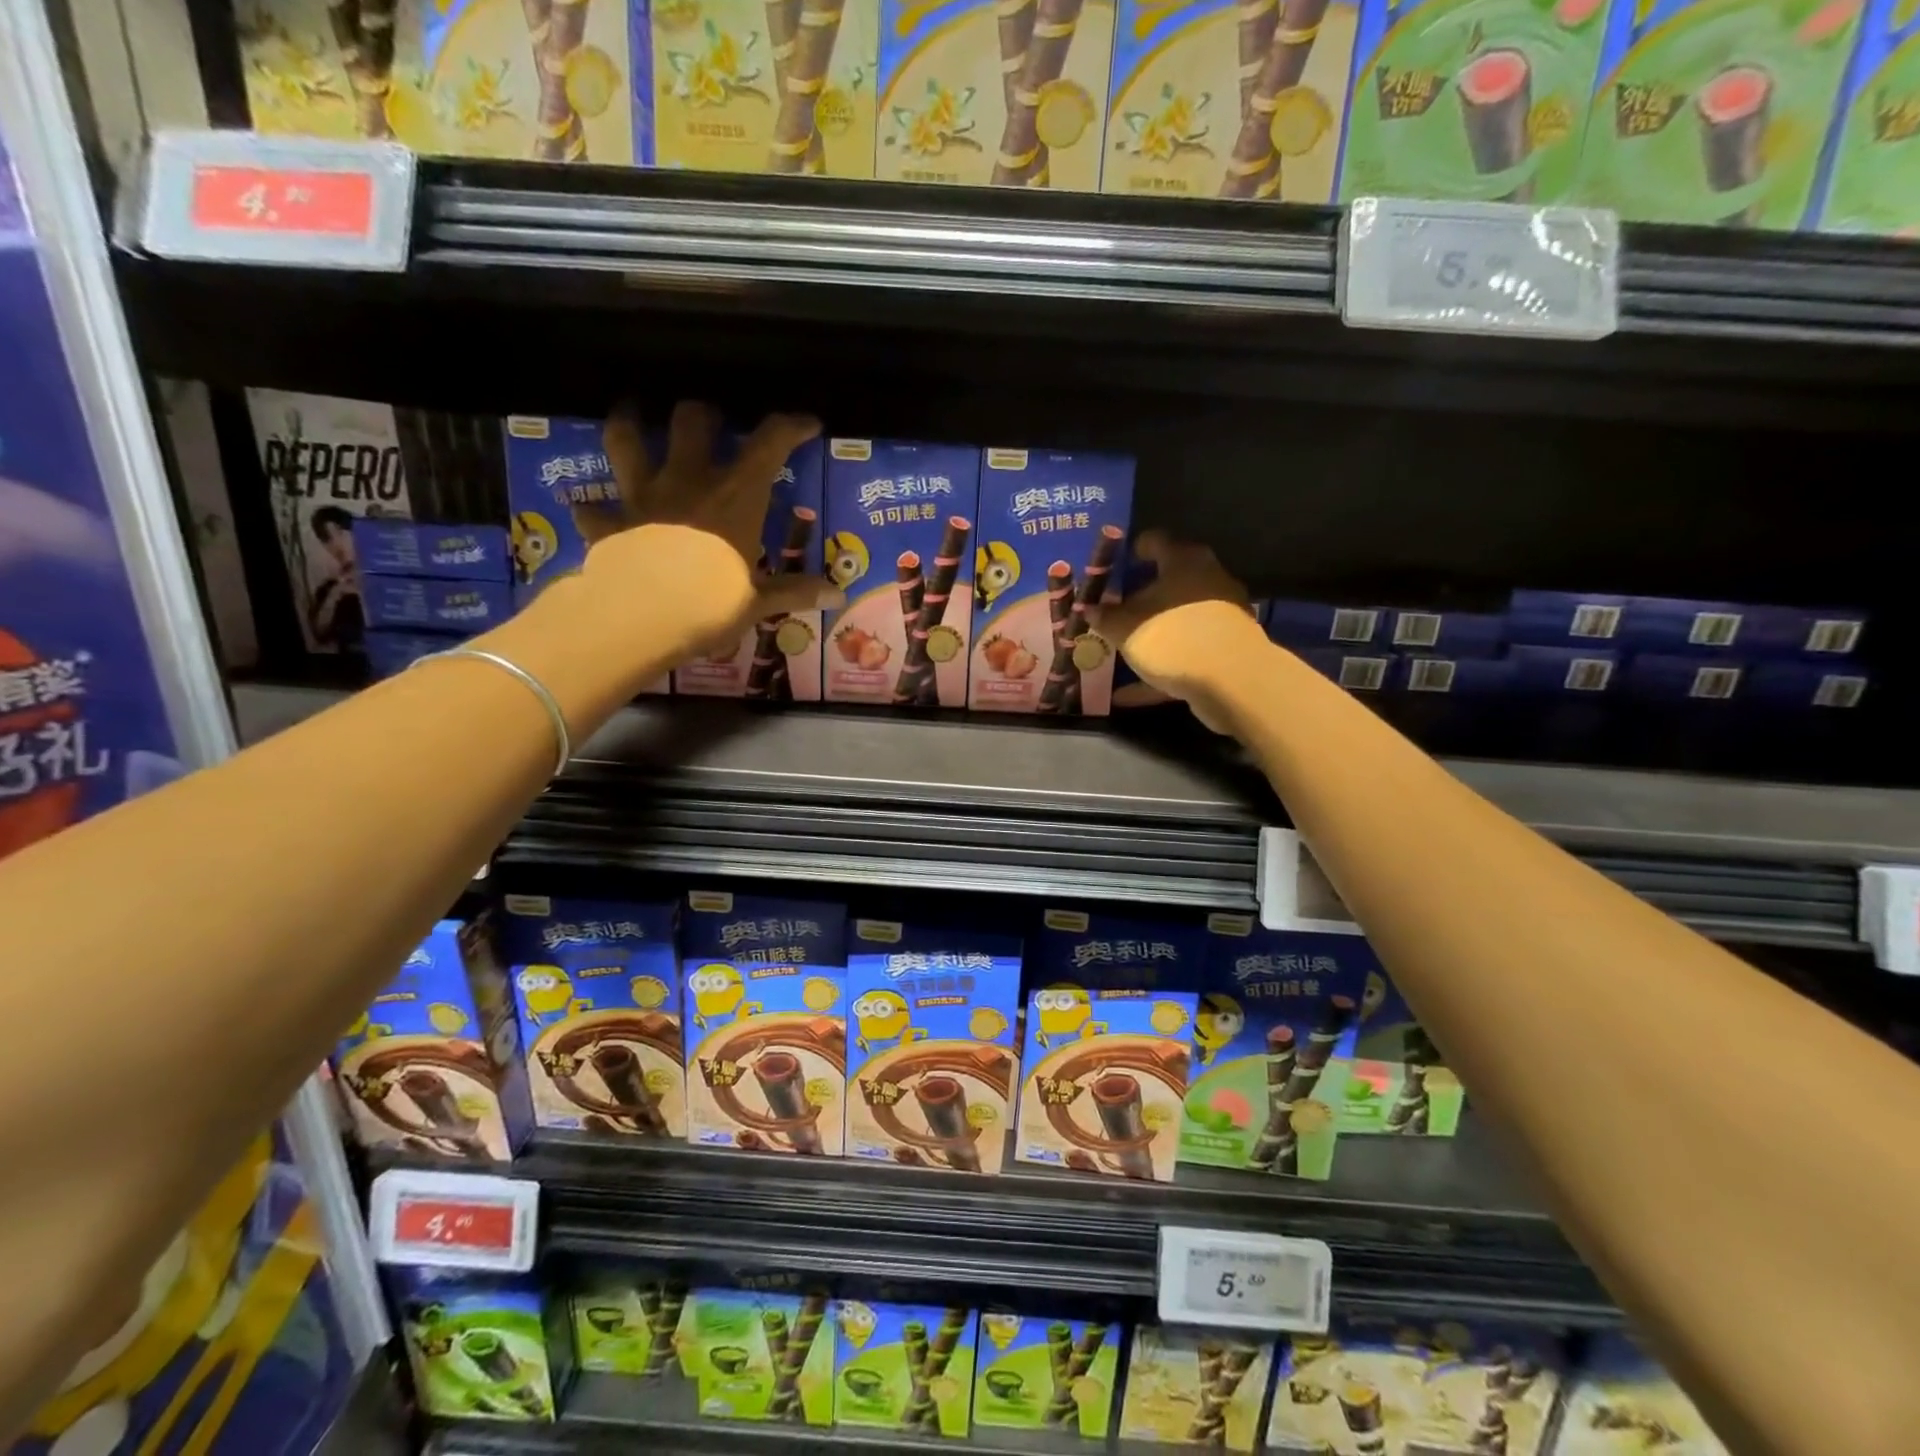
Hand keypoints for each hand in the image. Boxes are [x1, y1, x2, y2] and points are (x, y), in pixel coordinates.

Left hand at [571, 402, 839, 652]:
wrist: (641, 616)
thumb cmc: (711, 604)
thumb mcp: (759, 601)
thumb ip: (795, 592)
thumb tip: (838, 595)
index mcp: (735, 495)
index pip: (770, 443)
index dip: (790, 426)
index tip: (806, 424)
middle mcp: (688, 481)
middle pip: (692, 422)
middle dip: (704, 415)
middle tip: (711, 423)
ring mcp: (643, 497)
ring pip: (627, 440)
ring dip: (629, 423)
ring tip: (632, 415)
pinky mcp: (609, 523)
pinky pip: (593, 510)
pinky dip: (593, 509)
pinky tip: (589, 511)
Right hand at [1089, 531, 1266, 728]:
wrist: (1233, 682)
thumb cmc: (1174, 637)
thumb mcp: (1126, 628)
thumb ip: (1105, 617)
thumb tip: (1090, 608)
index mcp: (1184, 561)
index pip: (1154, 541)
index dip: (1130, 551)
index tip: (1111, 567)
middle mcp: (1207, 580)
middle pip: (1168, 582)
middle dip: (1138, 597)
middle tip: (1109, 610)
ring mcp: (1219, 616)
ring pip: (1175, 620)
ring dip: (1148, 634)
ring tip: (1116, 650)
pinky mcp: (1224, 649)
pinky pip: (1182, 655)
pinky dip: (1157, 669)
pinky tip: (1126, 693)